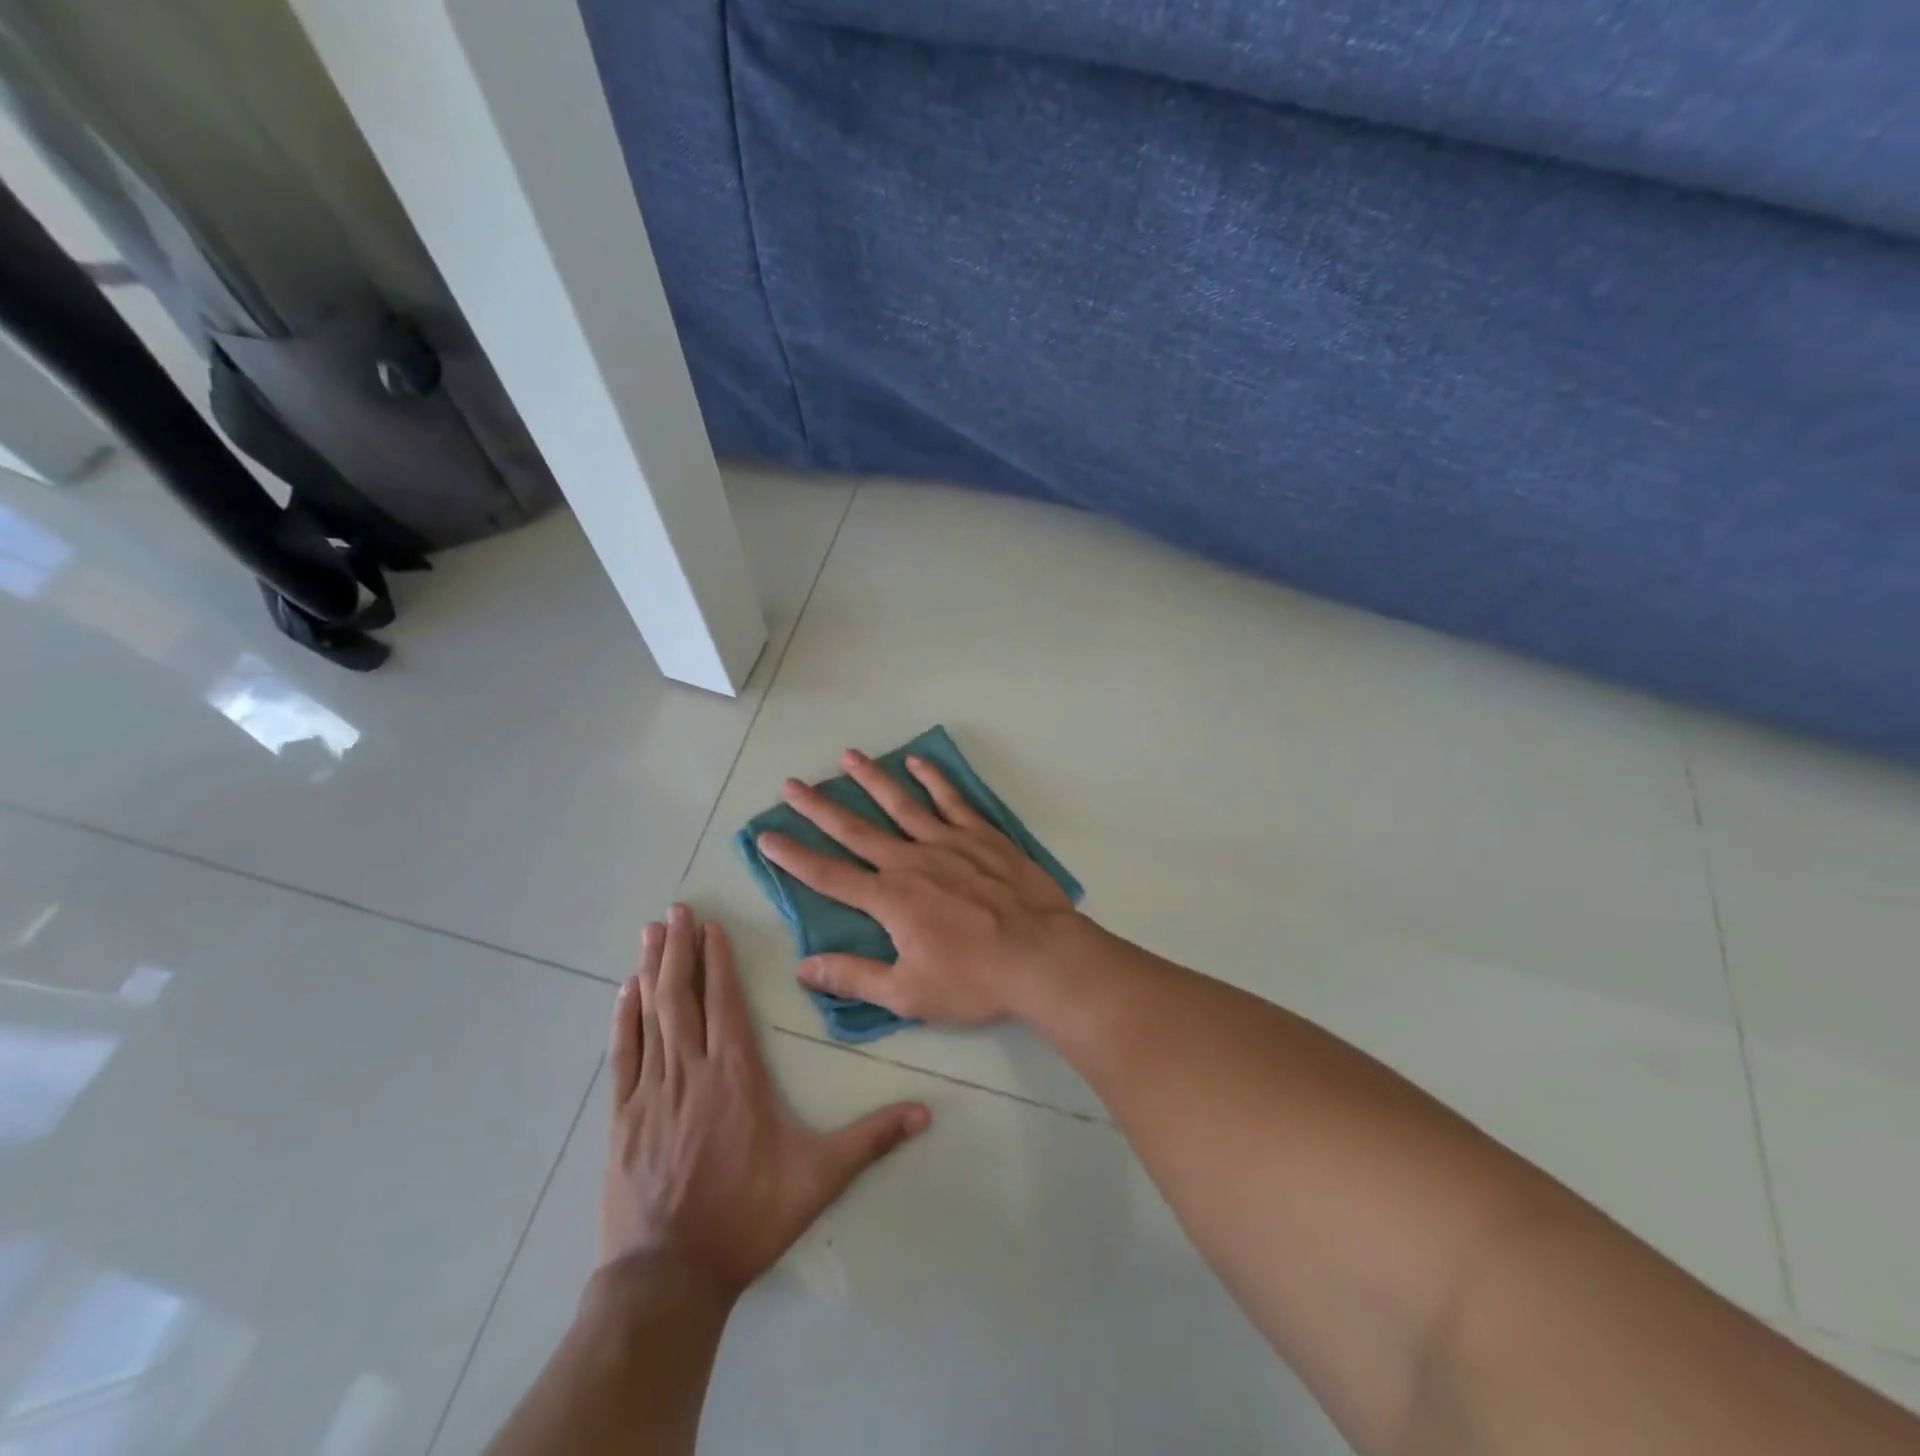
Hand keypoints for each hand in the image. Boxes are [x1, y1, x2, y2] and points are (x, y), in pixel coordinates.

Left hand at [601, 906, 929, 1299]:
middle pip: (684, 997)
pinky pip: (622, 1056)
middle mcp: (692, 1071)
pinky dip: (622, 1020)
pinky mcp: (622, 1118)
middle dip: (680, 949)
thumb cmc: (748, 1219)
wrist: (669, 1278)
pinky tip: (622, 992)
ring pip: (651, 1017)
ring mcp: (651, 1093)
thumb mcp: (819, 1178)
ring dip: (650, 971)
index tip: (711, 925)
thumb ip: (871, 1139)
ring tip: (648, 932)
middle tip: (673, 909)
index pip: (726, 1002)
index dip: (718, 960)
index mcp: (737, 1076)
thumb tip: (925, 1112)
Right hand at [756, 748, 1081, 1025]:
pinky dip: (934, 779)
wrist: (1041, 956)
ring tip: (848, 755)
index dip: (793, 857)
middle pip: (856, 829)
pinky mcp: (982, 836)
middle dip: (819, 808)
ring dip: (872, 779)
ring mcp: (948, 842)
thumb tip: (803, 968)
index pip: (829, 875)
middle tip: (791, 784)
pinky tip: (918, 762)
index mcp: (890, 899)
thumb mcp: (908, 993)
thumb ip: (854, 977)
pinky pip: (952, 800)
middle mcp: (911, 861)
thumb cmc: (974, 979)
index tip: (766, 836)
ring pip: (901, 803)